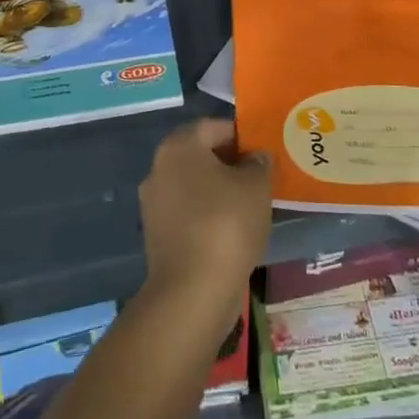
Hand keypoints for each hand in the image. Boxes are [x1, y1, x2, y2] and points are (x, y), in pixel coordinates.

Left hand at [138, 119, 270, 325]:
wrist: (192, 292)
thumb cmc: (226, 224)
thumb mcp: (256, 186)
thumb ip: (259, 163)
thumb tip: (256, 158)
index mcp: (179, 147)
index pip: (213, 126)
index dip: (241, 134)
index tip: (264, 150)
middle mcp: (159, 169)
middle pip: (201, 155)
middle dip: (231, 162)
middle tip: (262, 176)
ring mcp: (154, 204)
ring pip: (195, 186)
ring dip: (221, 190)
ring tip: (253, 204)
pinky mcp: (158, 236)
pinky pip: (189, 213)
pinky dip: (210, 215)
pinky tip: (235, 230)